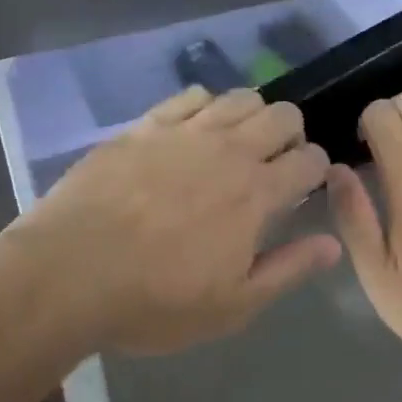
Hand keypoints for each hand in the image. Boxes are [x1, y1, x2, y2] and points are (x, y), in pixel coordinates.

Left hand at [15, 86, 339, 354]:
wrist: (68, 274)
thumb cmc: (154, 301)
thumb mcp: (232, 305)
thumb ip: (289, 269)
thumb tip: (333, 245)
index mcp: (257, 194)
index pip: (310, 160)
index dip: (315, 171)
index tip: (302, 189)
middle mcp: (229, 150)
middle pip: (283, 115)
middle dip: (290, 136)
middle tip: (272, 167)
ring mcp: (184, 132)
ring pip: (241, 97)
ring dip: (252, 116)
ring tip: (235, 146)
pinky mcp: (145, 126)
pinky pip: (191, 96)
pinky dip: (206, 106)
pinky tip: (194, 132)